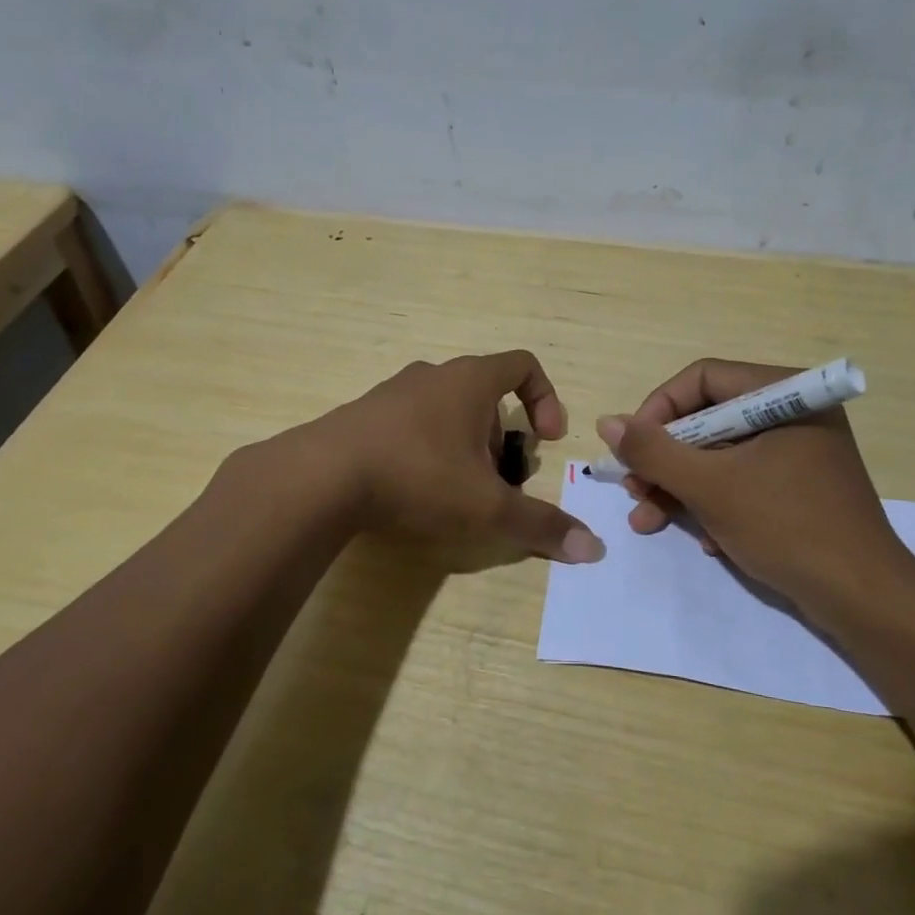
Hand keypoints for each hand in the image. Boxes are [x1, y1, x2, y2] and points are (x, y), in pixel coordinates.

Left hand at [311, 351, 604, 563]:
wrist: (320, 479)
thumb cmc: (418, 478)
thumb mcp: (488, 509)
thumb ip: (541, 526)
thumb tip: (594, 548)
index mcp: (470, 381)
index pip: (524, 365)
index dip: (547, 399)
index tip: (547, 438)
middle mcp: (433, 375)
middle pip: (486, 395)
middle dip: (502, 438)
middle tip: (498, 482)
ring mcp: (393, 393)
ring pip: (447, 411)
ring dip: (465, 446)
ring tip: (457, 493)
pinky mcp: (363, 416)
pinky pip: (412, 424)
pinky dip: (427, 450)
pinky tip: (414, 491)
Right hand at [595, 358, 914, 617]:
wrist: (863, 599)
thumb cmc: (786, 527)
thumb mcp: (709, 486)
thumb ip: (653, 451)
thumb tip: (607, 421)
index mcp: (783, 394)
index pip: (701, 379)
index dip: (657, 410)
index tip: (631, 450)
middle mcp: (792, 413)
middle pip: (707, 419)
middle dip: (665, 460)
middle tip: (635, 491)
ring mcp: (798, 452)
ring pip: (720, 455)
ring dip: (680, 488)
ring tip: (648, 521)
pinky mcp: (800, 487)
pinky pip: (743, 480)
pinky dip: (715, 504)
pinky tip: (705, 540)